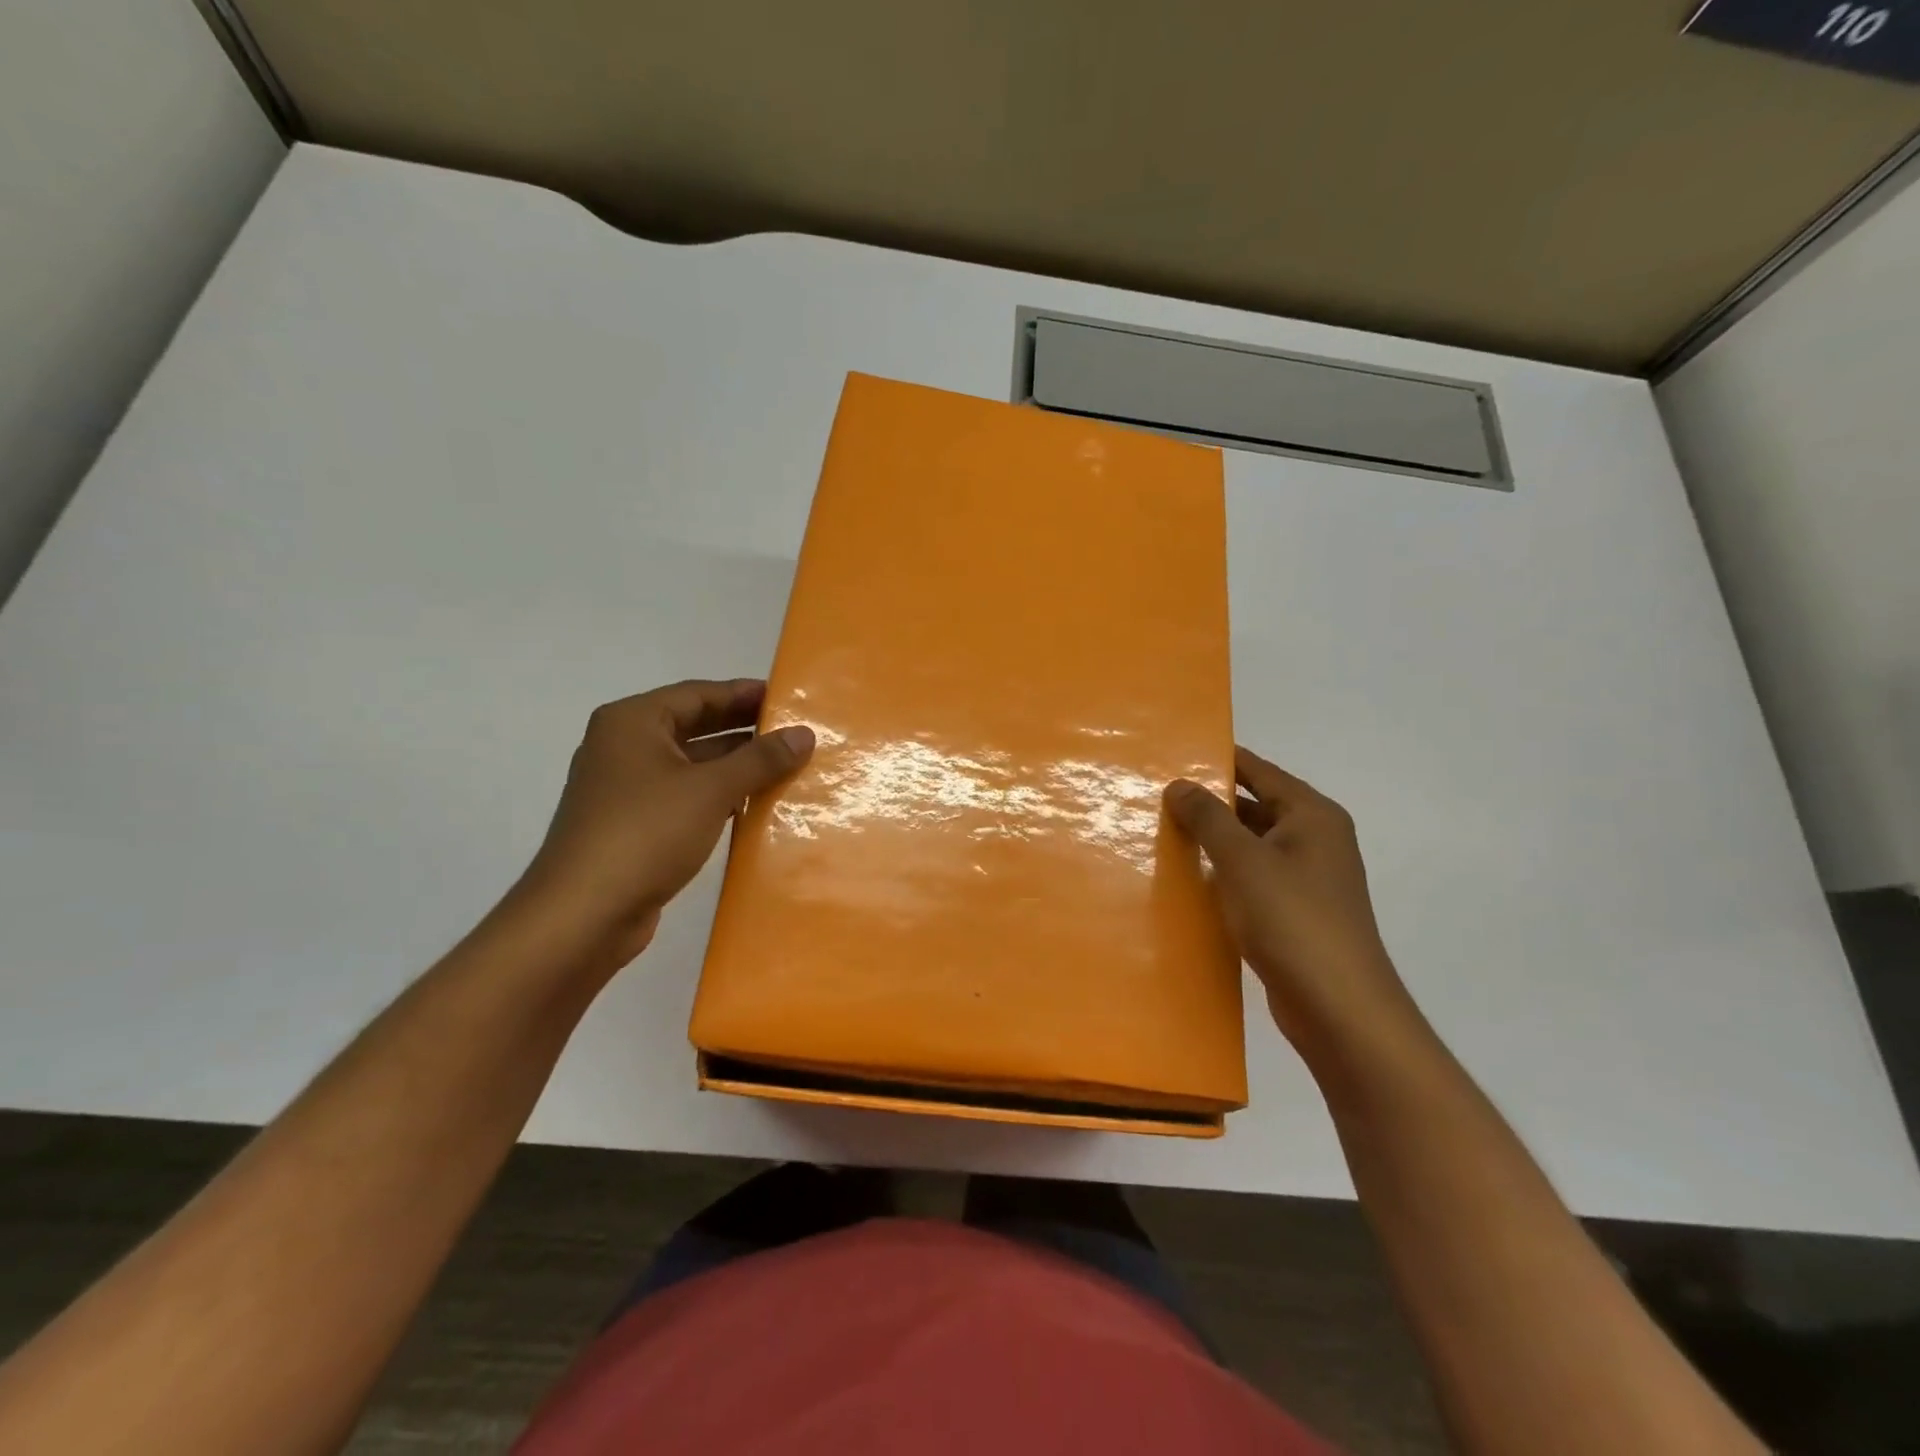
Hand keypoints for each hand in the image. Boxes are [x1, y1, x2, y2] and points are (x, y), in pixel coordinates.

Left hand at [517, 679, 814, 963]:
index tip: (786, 699)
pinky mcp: (632, 825)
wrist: (583, 914)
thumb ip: (760, 759)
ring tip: (785, 767)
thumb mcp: (711, 789)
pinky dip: (717, 795)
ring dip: (734, 765)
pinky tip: (753, 805)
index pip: (698, 693)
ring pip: (690, 764)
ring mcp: (625, 788)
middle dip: (743, 729)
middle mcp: (624, 746)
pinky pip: (684, 796)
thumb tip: (804, 734)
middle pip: (693, 726)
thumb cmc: (646, 833)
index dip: (744, 694)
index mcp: (632, 722)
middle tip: (792, 732)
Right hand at [1165, 747, 1417, 1058]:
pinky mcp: (1294, 911)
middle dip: (1208, 802)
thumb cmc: (1292, 920)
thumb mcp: (1242, 860)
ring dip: (1213, 840)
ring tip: (1161, 833)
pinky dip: (1223, 873)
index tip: (1172, 754)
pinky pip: (1252, 877)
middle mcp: (1314, 839)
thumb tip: (1179, 784)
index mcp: (1311, 815)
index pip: (1258, 770)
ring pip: (1250, 844)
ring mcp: (1306, 877)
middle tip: (1156, 796)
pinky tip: (1188, 879)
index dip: (1217, 760)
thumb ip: (1209, 817)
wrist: (1339, 1007)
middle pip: (1254, 805)